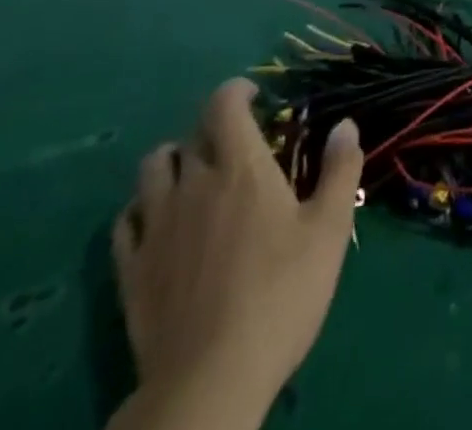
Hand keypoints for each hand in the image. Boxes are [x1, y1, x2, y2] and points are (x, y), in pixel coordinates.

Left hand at [111, 79, 362, 428]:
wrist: (210, 381)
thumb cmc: (280, 295)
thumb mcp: (329, 230)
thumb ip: (339, 170)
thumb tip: (345, 124)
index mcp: (240, 166)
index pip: (225, 103)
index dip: (237, 90)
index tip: (255, 95)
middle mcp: (193, 183)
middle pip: (191, 134)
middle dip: (213, 129)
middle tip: (236, 146)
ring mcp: (156, 226)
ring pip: (152, 169)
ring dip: (173, 161)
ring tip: (193, 176)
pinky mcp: (131, 269)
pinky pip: (126, 221)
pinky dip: (142, 210)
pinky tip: (158, 224)